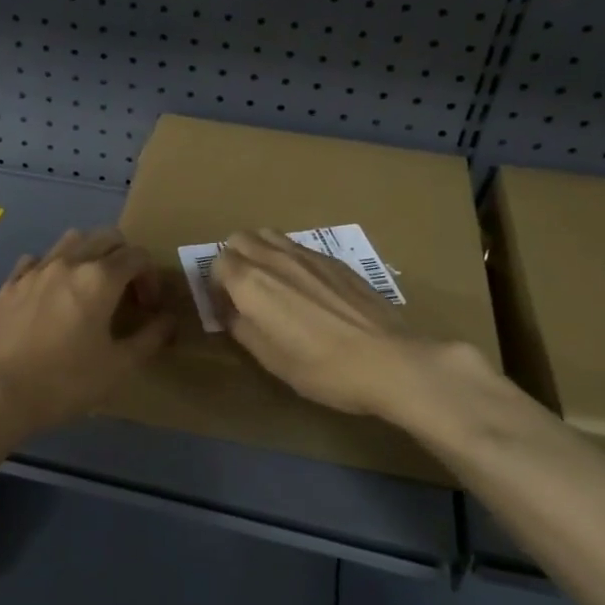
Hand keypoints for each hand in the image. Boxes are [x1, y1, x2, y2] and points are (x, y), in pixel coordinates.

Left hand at [0, 227, 173, 436]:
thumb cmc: (65, 381)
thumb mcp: (119, 367)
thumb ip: (150, 337)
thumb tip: (168, 319)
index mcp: (100, 278)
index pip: (137, 256)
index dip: (151, 277)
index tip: (148, 307)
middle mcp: (69, 262)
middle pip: (106, 237)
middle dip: (124, 258)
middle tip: (125, 292)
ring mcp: (35, 269)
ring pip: (71, 240)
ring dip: (89, 254)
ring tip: (89, 287)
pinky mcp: (10, 283)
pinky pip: (37, 260)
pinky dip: (53, 267)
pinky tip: (51, 295)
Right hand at [212, 229, 491, 427]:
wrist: (388, 360)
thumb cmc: (321, 368)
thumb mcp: (270, 360)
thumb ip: (242, 328)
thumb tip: (231, 312)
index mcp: (251, 283)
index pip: (217, 262)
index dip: (215, 285)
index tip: (226, 307)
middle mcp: (274, 258)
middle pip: (239, 239)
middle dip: (234, 259)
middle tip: (245, 291)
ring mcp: (307, 254)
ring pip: (269, 235)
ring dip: (260, 252)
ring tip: (273, 283)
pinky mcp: (335, 259)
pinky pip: (298, 246)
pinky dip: (289, 258)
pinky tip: (307, 288)